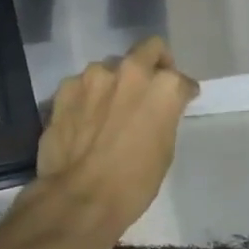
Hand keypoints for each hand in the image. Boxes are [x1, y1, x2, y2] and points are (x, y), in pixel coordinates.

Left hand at [19, 37, 198, 248]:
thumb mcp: (165, 150)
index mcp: (164, 87)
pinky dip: (87, 96)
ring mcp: (95, 75)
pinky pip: (82, 84)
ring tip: (108, 109)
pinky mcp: (66, 86)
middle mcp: (131, 71)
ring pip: (111, 68)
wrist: (79, 198)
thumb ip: (164, 115)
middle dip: (153, 64)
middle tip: (148, 89)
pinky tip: (83, 119)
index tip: (180, 101)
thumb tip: (158, 109)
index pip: (181, 79)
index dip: (182, 91)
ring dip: (115, 83)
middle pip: (149, 50)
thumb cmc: (133, 183)